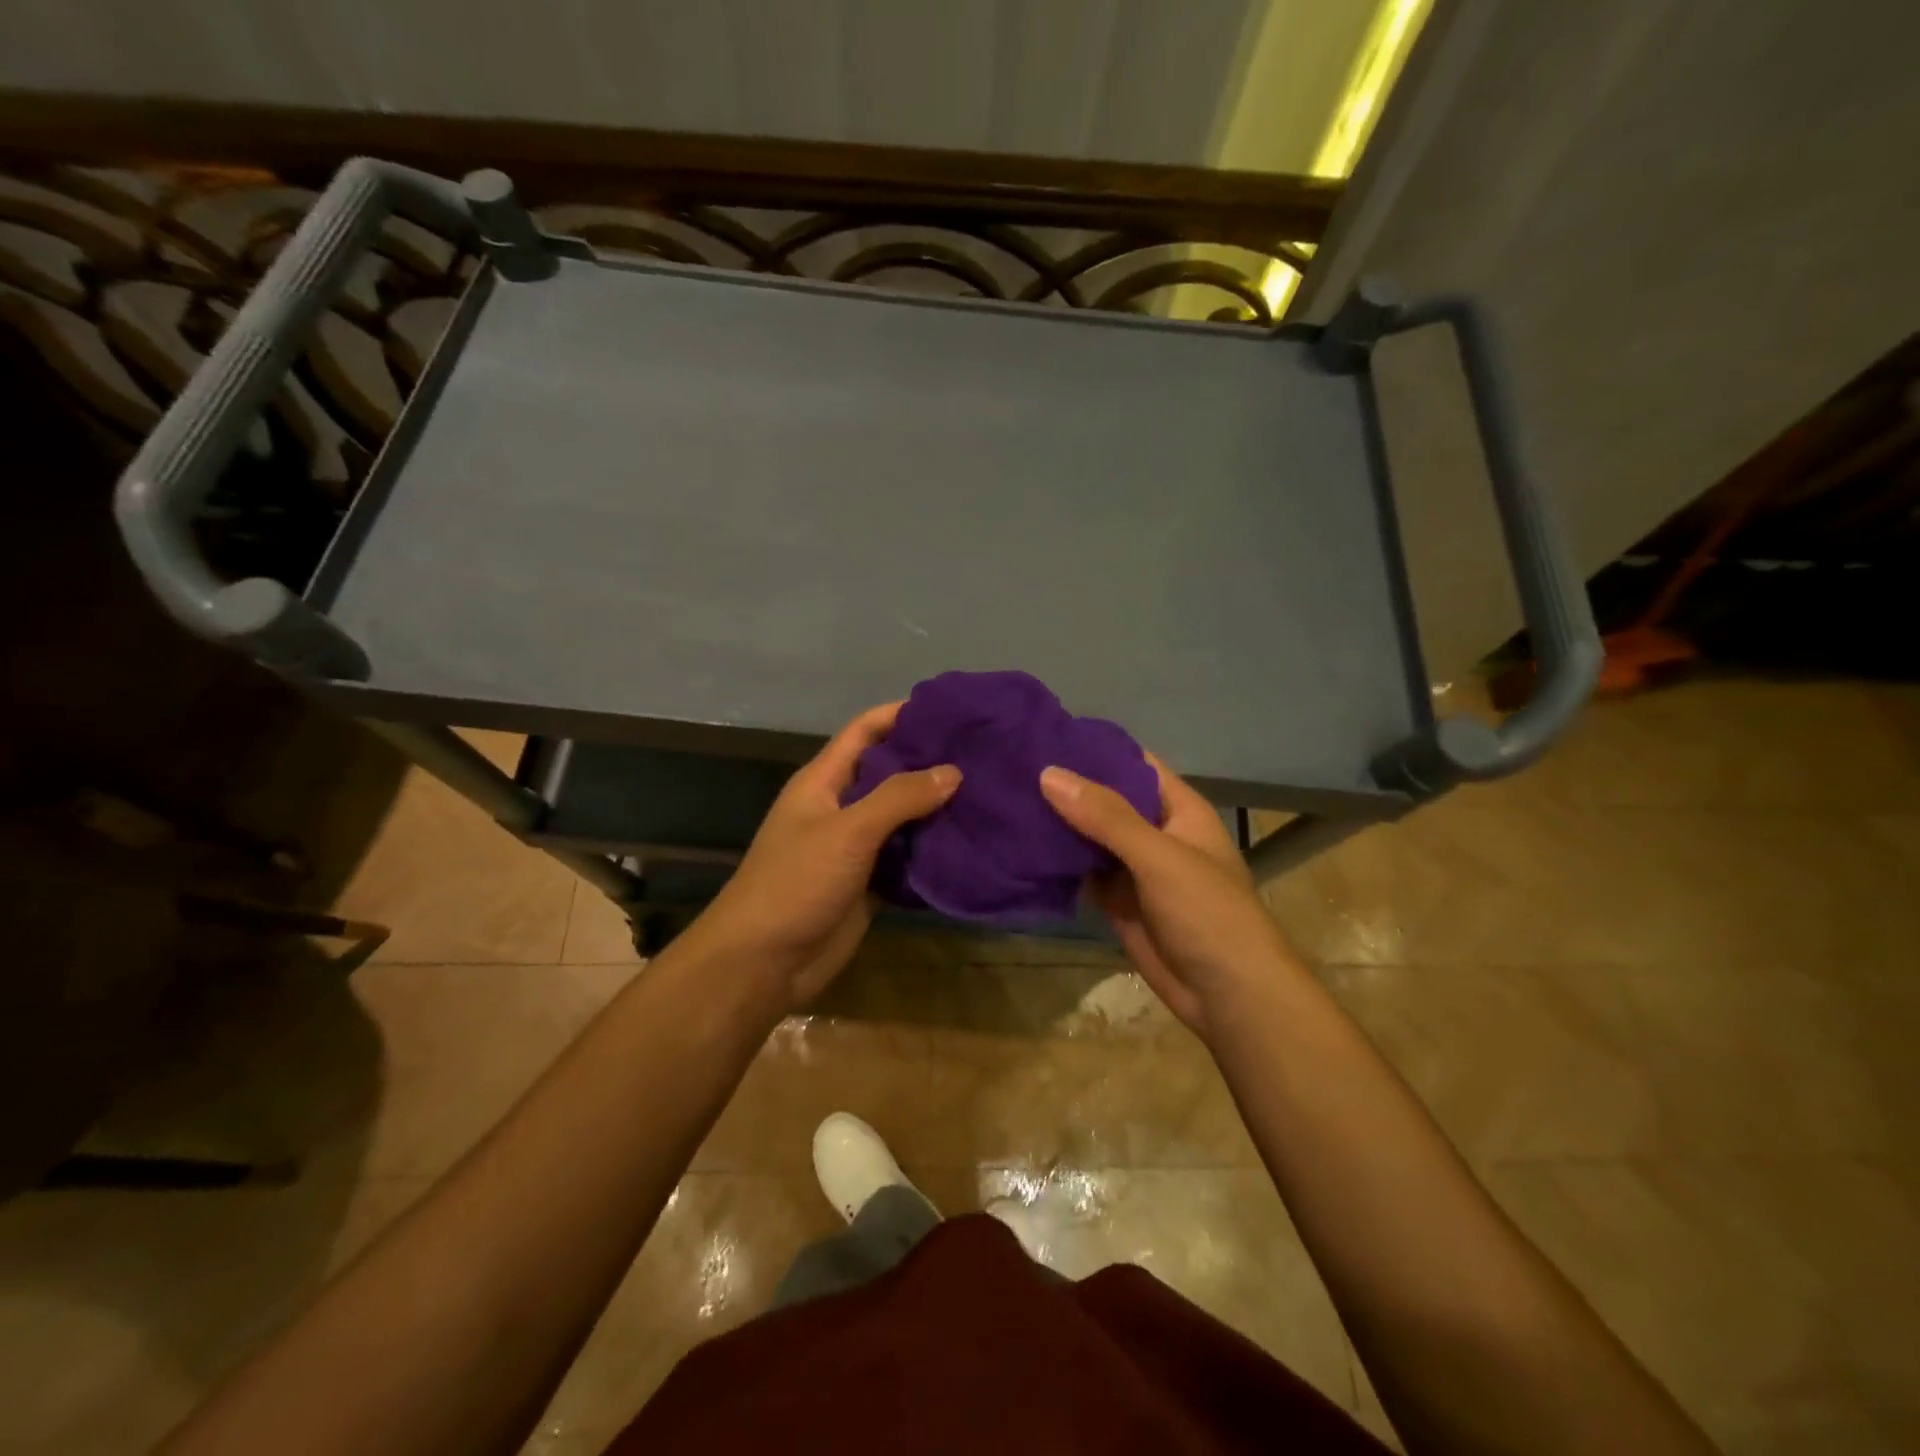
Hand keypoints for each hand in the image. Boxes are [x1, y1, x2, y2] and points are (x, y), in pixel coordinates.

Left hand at [684, 702, 960, 1011]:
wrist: (763, 963)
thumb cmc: (796, 882)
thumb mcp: (847, 830)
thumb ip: (899, 797)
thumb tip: (953, 771)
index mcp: (824, 781)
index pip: (865, 731)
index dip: (902, 714)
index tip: (951, 709)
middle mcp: (841, 807)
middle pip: (890, 773)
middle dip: (930, 762)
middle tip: (984, 753)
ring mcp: (855, 848)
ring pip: (902, 818)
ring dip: (936, 808)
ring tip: (988, 793)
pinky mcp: (868, 884)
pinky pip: (906, 859)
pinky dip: (933, 851)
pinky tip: (972, 843)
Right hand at [1039, 758, 1298, 1040]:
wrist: (1228, 996)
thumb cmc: (1207, 913)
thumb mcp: (1160, 856)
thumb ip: (1106, 817)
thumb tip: (1048, 774)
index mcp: (1178, 809)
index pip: (1132, 765)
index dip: (1094, 749)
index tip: (1045, 736)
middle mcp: (1154, 833)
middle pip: (1106, 801)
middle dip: (1067, 787)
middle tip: (1012, 767)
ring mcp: (1135, 869)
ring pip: (1090, 837)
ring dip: (1057, 824)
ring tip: (1006, 799)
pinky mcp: (1117, 901)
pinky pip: (1082, 873)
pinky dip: (1057, 863)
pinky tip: (1019, 846)